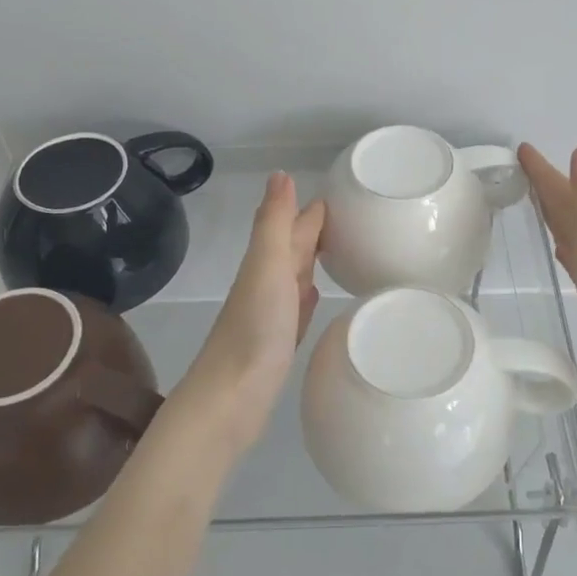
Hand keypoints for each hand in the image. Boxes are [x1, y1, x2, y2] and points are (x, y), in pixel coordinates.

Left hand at [171, 172, 326, 460]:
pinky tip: (314, 298)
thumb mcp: (266, 266)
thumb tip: (280, 173)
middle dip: (314, 232)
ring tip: (336, 251)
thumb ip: (274, 223)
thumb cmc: (254, 330)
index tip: (340, 196)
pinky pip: (296, 313)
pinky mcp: (277, 347)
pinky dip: (306, 300)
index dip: (311, 211)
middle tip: (347, 219)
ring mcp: (270, 318)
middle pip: (293, 251)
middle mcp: (266, 285)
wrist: (229, 401)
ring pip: (295, 280)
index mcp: (265, 264)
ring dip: (311, 263)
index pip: (292, 227)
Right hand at [519, 143, 576, 362]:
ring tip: (532, 200)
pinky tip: (558, 248)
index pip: (565, 188)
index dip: (545, 170)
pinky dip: (562, 245)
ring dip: (553, 212)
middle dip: (547, 185)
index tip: (522, 148)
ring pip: (568, 227)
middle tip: (520, 168)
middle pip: (567, 204)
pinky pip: (571, 255)